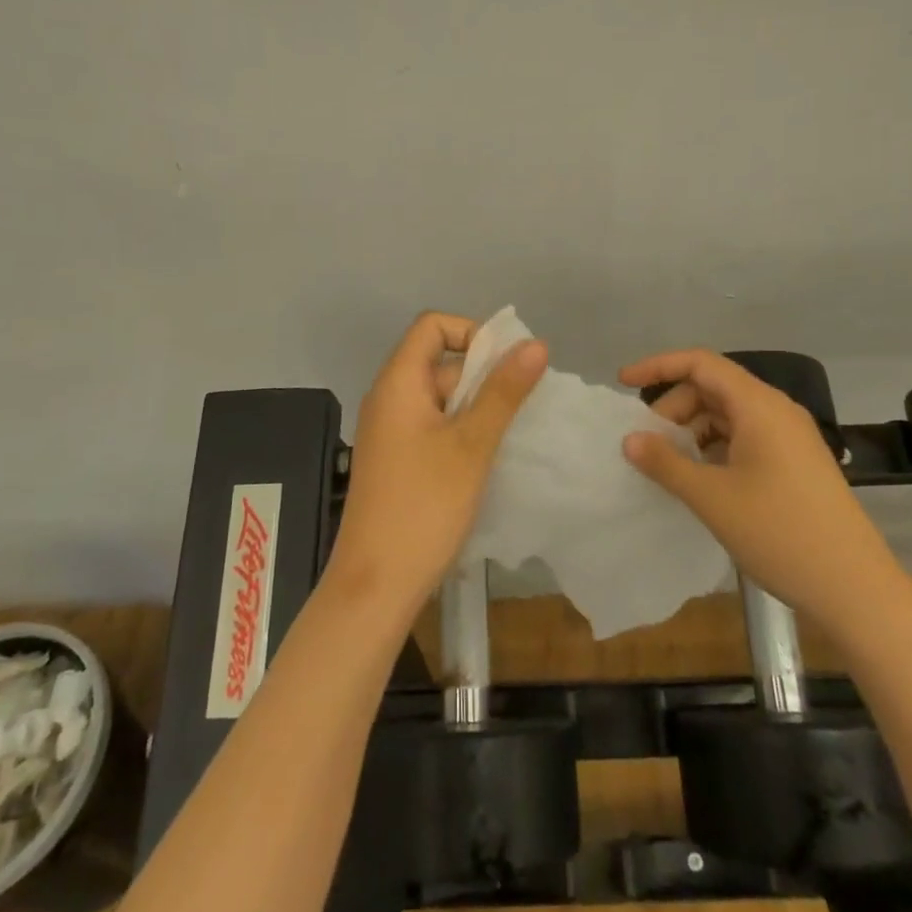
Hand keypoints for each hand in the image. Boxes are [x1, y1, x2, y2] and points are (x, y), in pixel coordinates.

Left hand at [325, 312, 547, 623]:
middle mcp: (388, 398)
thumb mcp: (472, 444)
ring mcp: (389, 431)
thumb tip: (535, 343)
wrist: (375, 585)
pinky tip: (485, 459)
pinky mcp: (395, 459)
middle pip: (438, 360)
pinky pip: (432, 426)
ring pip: (439, 397)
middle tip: (519, 408)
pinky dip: (461, 430)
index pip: (432, 325)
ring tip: (508, 435)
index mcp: (398, 382)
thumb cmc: (424, 506)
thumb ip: (503, 391)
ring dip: (476, 406)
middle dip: (482, 375)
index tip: (506, 366)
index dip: (472, 332)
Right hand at [620, 348, 893, 615]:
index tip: (623, 382)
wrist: (855, 588)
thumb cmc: (779, 533)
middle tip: (649, 445)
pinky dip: (716, 448)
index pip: (701, 363)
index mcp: (759, 406)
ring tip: (672, 467)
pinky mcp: (796, 463)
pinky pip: (745, 438)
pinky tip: (703, 481)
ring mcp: (790, 437)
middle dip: (674, 408)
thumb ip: (666, 463)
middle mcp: (776, 411)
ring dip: (694, 431)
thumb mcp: (712, 498)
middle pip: (713, 388)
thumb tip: (631, 438)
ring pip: (728, 415)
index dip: (659, 365)